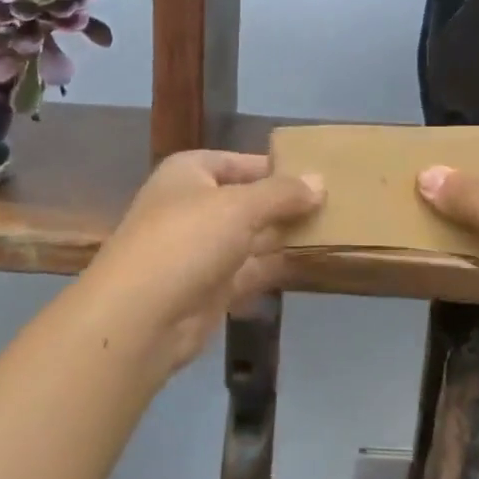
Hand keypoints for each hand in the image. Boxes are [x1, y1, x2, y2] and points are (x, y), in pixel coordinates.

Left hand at [90, 150, 323, 373]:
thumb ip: (282, 193)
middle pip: (248, 200)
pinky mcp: (211, 288)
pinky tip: (312, 262)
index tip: (317, 173)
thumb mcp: (239, 206)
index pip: (238, 162)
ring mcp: (200, 250)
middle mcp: (193, 207)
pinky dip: (277, 266)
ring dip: (286, 235)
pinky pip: (251, 270)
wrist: (141, 316)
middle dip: (286, 203)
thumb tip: (320, 181)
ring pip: (252, 237)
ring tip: (334, 229)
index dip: (275, 167)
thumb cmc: (187, 240)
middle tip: (337, 203)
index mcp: (189, 174)